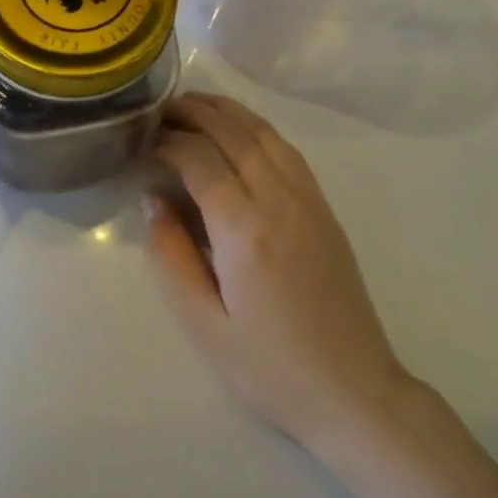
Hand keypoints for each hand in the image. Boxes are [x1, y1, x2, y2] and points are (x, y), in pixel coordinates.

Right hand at [146, 93, 413, 453]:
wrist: (353, 392)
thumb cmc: (270, 368)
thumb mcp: (203, 325)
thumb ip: (170, 256)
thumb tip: (152, 200)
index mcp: (244, 229)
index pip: (199, 158)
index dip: (167, 142)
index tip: (143, 144)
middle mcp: (278, 199)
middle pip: (231, 133)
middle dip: (193, 112)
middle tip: (161, 109)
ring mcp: (307, 199)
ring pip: (262, 133)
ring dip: (226, 111)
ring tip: (193, 105)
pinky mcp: (323, 207)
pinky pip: (286, 149)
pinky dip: (256, 127)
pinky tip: (239, 130)